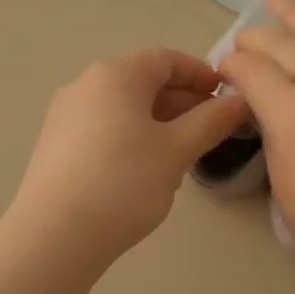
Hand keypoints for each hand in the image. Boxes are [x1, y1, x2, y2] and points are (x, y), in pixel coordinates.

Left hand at [9, 48, 249, 262]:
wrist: (55, 235)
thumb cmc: (124, 182)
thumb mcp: (177, 151)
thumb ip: (212, 121)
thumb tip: (239, 101)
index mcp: (115, 75)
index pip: (166, 59)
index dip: (200, 73)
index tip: (226, 96)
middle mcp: (85, 85)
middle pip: (142, 81)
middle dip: (182, 101)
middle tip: (212, 128)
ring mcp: (65, 116)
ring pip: (123, 107)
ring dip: (159, 121)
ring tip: (183, 152)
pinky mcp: (55, 145)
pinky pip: (103, 128)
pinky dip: (132, 136)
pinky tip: (145, 169)